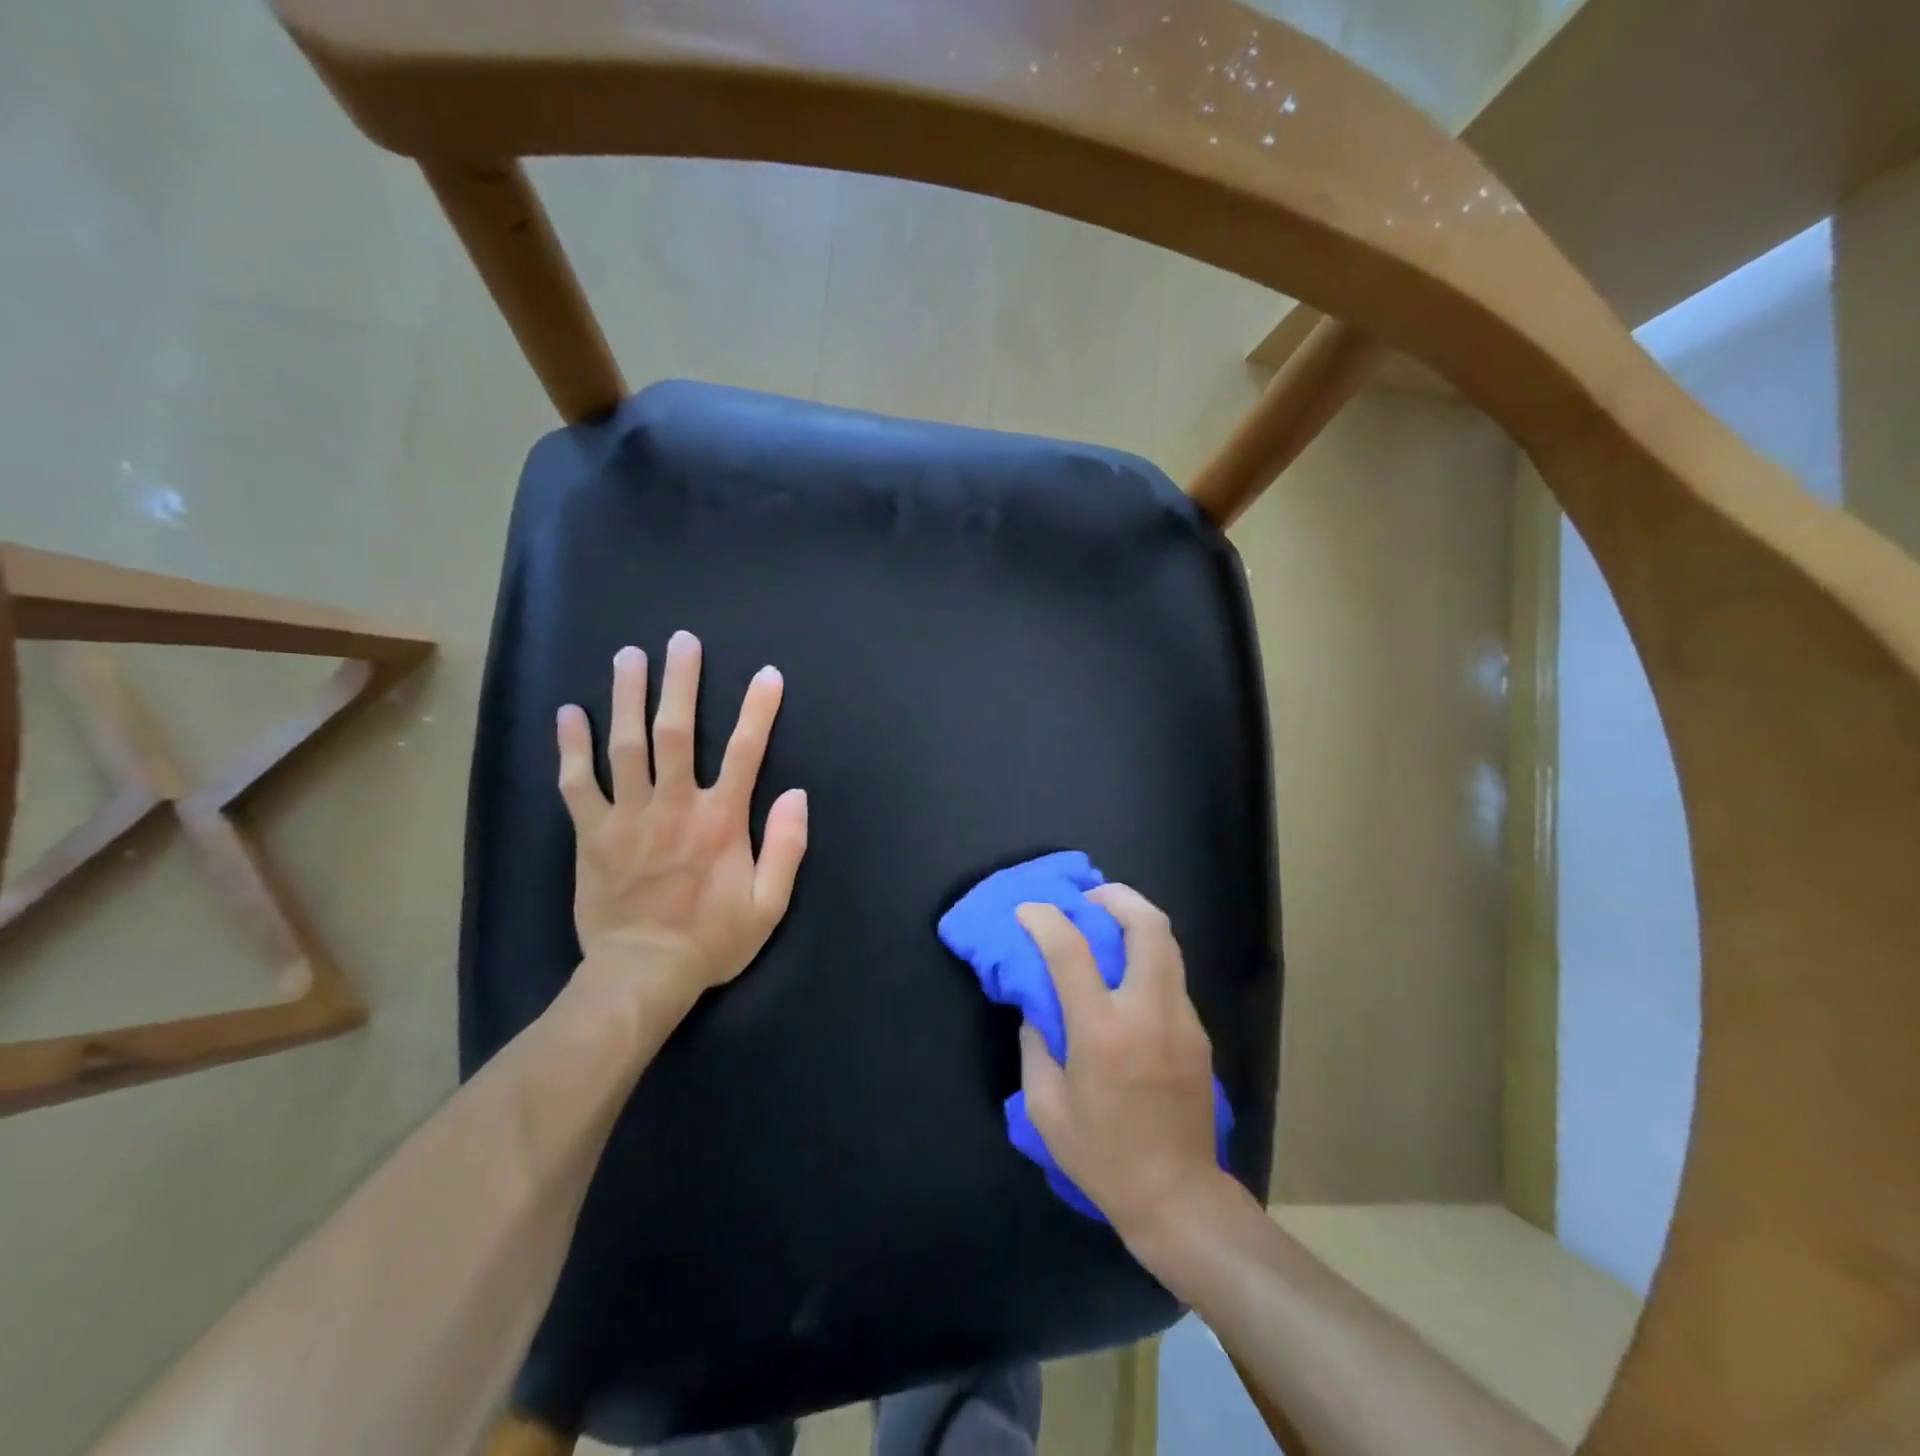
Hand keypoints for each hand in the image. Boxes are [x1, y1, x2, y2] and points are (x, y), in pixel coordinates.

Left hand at [555, 631, 807, 1010]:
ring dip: (627, 697)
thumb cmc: (712, 940)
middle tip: (681, 642)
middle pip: (677, 732)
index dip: (758, 710)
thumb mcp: (769, 904)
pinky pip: (576, 784)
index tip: (766, 675)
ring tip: (628, 657)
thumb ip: (787, 847)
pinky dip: (571, 747)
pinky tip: (567, 713)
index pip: (745, 752)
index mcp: (721, 820)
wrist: (642, 974)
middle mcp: (674, 805)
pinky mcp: (591, 834)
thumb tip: (797, 794)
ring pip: (625, 746)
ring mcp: (627, 817)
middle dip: (681, 683)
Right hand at [1017, 885, 1227, 1248]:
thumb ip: (1036, 1046)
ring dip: (1136, 922)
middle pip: (1147, 926)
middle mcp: (1149, 1013)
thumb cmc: (1102, 1156)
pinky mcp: (1199, 1034)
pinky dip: (1147, 960)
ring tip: (1108, 926)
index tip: (1028, 911)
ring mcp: (1182, 1021)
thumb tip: (1038, 1008)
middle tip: (1089, 898)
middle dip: (1117, 897)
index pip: (1072, 951)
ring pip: (1168, 945)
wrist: (1177, 1197)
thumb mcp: (1046, 1107)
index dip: (1045, 919)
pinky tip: (1127, 982)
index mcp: (1103, 1032)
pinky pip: (1172, 978)